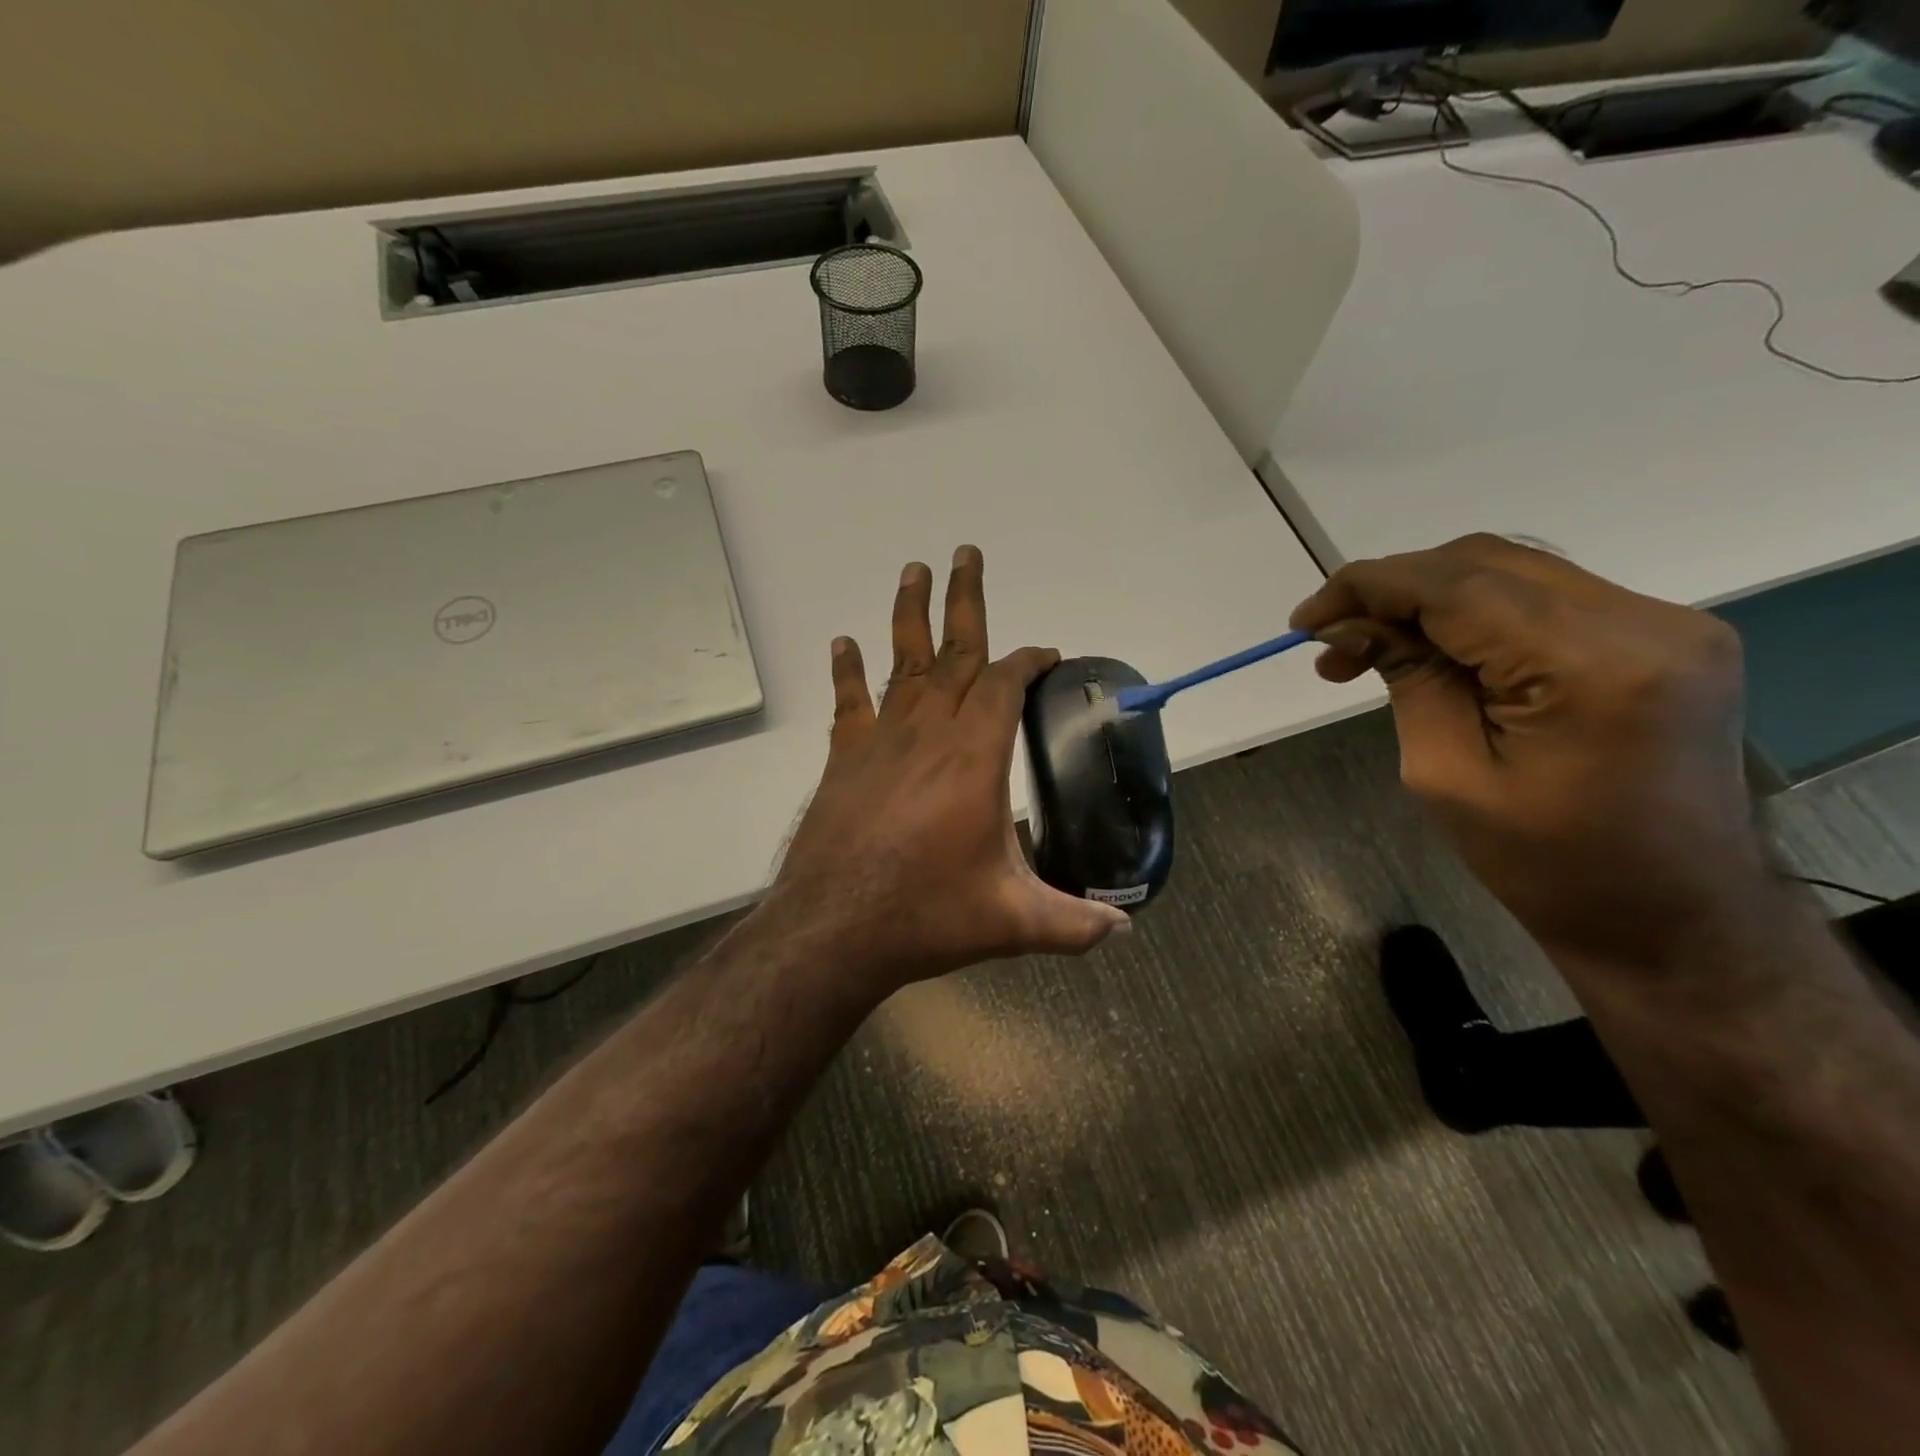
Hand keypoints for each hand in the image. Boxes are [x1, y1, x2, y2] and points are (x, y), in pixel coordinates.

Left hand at [763, 546, 1129, 995]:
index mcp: (975, 758)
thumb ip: (1073, 924)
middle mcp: (928, 734)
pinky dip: (847, 672)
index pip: (1004, 686)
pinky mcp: (845, 760)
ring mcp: (881, 742)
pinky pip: (849, 703)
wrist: (834, 929)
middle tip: (967, 552)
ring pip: (901, 663)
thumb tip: (1124, 931)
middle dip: (966, 601)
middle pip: (953, 652)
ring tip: (914, 569)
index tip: (1043, 652)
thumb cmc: (926, 915)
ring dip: (909, 614)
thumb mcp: (1012, 922)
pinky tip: (843, 643)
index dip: (1027, 662)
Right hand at [1290, 534, 1762, 962]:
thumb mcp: (1446, 775)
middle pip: (1486, 563)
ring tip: (1369, 648)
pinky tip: (1436, 650)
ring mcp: (1668, 624)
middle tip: (1332, 639)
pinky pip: (1546, 599)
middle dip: (1394, 590)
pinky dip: (1476, 615)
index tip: (1305, 620)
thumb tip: (1348, 625)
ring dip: (1429, 600)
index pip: (1457, 586)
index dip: (1369, 587)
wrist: (1673, 916)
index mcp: (1592, 668)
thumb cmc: (1547, 867)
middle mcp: (1645, 624)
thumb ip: (1406, 679)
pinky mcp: (1665, 638)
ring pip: (1514, 572)